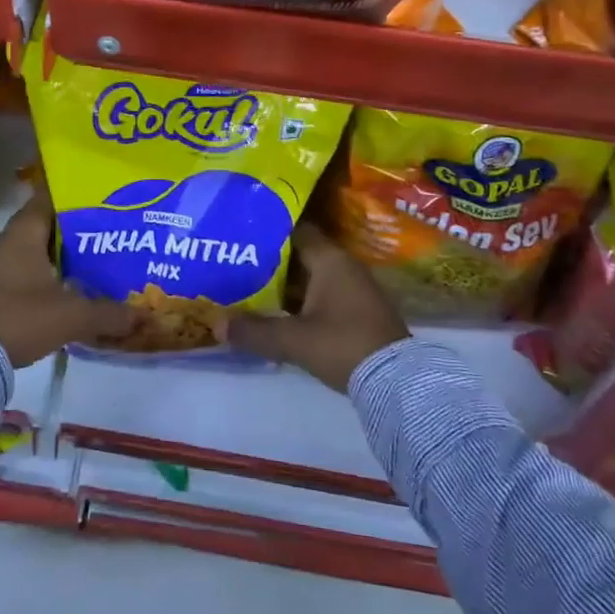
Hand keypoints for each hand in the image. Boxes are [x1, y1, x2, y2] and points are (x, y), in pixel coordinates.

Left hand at [0, 189, 132, 368]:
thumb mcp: (73, 316)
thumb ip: (109, 313)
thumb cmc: (22, 318)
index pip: (49, 199)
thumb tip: (142, 316)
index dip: (75, 198)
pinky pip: (20, 268)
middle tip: (104, 234)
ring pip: (31, 248)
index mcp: (23, 232)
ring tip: (89, 261)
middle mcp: (5, 239)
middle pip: (43, 224)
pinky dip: (41, 273)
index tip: (101, 201)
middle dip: (71, 230)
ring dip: (55, 254)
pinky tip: (63, 287)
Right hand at [223, 222, 409, 391]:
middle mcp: (345, 267)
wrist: (398, 383)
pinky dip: (303, 300)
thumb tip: (216, 323)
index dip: (270, 230)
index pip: (297, 231)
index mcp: (331, 260)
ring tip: (252, 287)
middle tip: (239, 262)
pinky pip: (324, 295)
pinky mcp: (361, 312)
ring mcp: (356, 290)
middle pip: (303, 255)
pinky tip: (281, 313)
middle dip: (272, 260)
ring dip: (287, 284)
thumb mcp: (294, 340)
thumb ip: (254, 330)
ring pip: (313, 278)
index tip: (243, 232)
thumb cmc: (344, 345)